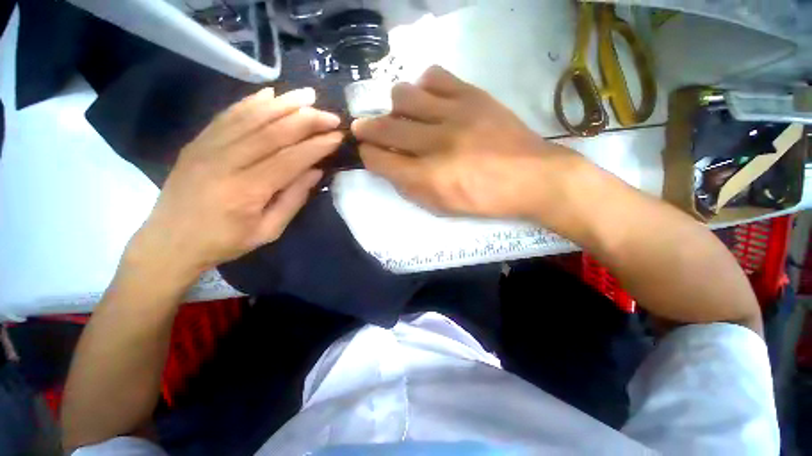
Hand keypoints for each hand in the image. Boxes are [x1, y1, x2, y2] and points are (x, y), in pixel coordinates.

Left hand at [126, 87, 341, 285]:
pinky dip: (250, 102)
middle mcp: (225, 163)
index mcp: (247, 191)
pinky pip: (227, 116)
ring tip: (307, 96)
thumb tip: (315, 171)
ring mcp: (207, 148)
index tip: (337, 137)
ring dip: (283, 104)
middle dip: (306, 120)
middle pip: (272, 132)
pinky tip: (270, 94)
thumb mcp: (268, 231)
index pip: (289, 159)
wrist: (169, 242)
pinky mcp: (197, 142)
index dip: (316, 146)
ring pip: (250, 117)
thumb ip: (293, 199)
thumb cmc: (224, 242)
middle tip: (330, 115)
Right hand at [352, 65, 583, 219]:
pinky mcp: (473, 95)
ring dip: (395, 108)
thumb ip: (410, 189)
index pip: (379, 160)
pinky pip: (434, 76)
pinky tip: (430, 101)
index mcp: (427, 178)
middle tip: (366, 129)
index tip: (368, 153)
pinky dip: (424, 87)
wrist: (532, 177)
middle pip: (384, 127)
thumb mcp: (442, 208)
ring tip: (404, 117)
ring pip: (403, 95)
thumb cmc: (483, 200)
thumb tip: (390, 168)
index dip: (367, 156)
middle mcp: (434, 144)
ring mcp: (454, 114)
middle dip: (367, 130)